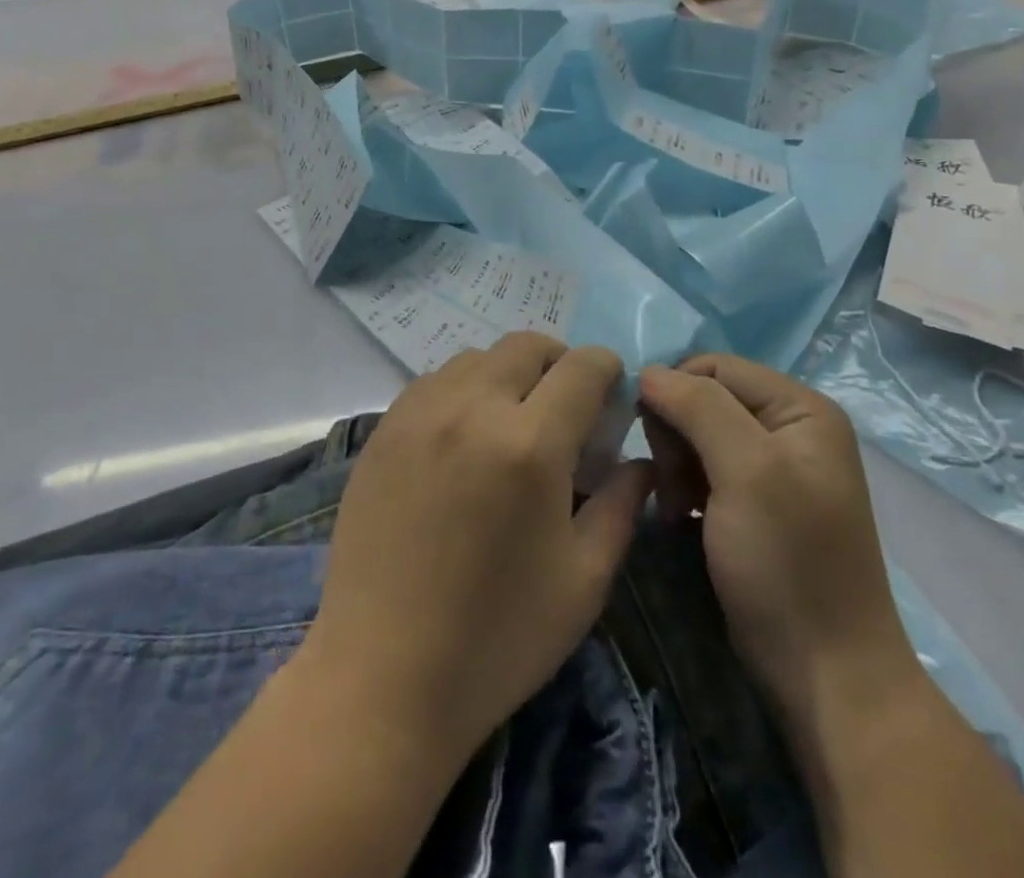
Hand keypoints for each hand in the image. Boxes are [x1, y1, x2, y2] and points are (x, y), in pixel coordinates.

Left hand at [300, 333, 652, 769]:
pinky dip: (463, 390)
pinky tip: (463, 438)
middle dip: (559, 363)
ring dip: (507, 374)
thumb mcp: (584, 580)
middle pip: (526, 346)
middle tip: (565, 409)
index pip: (582, 366)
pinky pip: (434, 381)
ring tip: (511, 422)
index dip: (607, 370)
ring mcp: (420, 413)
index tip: (611, 396)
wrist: (382, 677)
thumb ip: (621, 505)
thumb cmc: (498, 638)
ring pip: (477, 357)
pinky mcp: (384, 430)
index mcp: (531, 443)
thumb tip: (640, 460)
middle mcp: (473, 408)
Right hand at [638, 355, 920, 721]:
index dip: (675, 390)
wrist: (825, 676)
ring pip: (697, 435)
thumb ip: (699, 408)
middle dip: (676, 434)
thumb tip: (649, 371)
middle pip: (705, 399)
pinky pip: (704, 470)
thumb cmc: (789, 563)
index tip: (650, 437)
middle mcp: (790, 428)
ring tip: (677, 507)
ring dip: (676, 464)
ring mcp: (773, 468)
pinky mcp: (754, 504)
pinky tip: (682, 518)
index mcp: (801, 408)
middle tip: (672, 482)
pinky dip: (685, 488)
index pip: (715, 366)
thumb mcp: (746, 472)